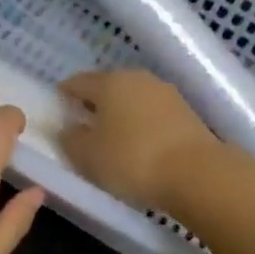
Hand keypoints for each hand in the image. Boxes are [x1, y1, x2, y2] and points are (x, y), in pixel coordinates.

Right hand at [59, 69, 220, 210]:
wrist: (197, 174)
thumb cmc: (131, 160)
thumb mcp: (86, 155)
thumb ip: (70, 139)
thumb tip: (69, 129)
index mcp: (109, 82)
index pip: (77, 82)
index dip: (63, 95)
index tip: (58, 111)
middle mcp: (138, 78)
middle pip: (107, 88)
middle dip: (94, 105)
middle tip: (82, 127)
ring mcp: (166, 94)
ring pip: (132, 100)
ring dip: (120, 115)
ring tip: (111, 140)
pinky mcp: (187, 113)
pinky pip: (153, 116)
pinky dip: (141, 126)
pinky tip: (138, 147)